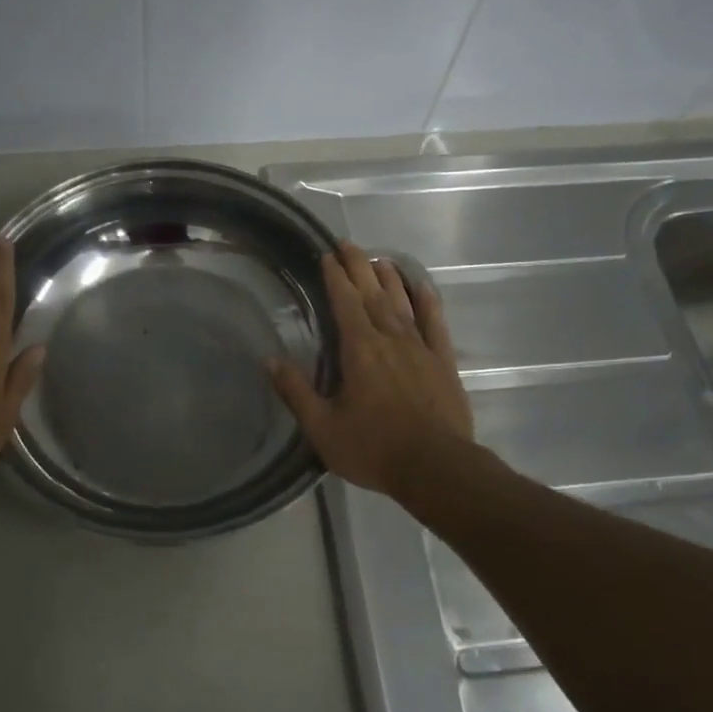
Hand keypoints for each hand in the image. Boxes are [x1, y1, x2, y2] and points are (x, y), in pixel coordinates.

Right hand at [269, 242, 472, 498]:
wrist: (435, 467)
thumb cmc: (373, 448)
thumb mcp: (323, 427)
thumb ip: (296, 392)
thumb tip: (269, 360)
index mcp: (359, 350)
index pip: (344, 302)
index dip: (334, 276)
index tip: (326, 255)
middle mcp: (389, 338)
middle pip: (372, 293)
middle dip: (357, 266)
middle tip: (347, 244)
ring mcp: (420, 347)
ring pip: (401, 302)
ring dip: (388, 278)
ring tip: (377, 259)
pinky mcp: (443, 361)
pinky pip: (435, 322)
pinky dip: (427, 301)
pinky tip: (421, 286)